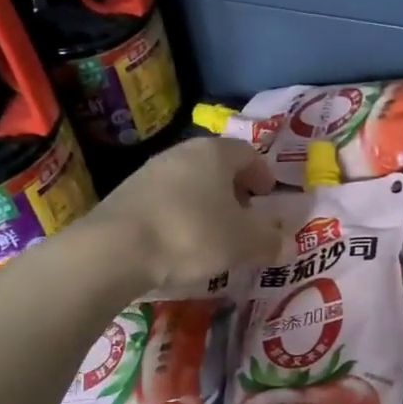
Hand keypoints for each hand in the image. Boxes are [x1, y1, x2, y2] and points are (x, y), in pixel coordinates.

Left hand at [86, 136, 285, 289]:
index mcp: (214, 153)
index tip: (269, 196)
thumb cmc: (191, 235)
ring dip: (206, 204)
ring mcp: (149, 172)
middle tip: (245, 217)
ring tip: (214, 235)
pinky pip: (165, 202)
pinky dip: (181, 216)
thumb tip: (288, 244)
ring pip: (190, 183)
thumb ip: (269, 241)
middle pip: (217, 166)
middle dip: (235, 190)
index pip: (248, 153)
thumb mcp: (243, 242)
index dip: (263, 174)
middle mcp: (181, 153)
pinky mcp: (126, 196)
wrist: (114, 250)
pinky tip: (181, 244)